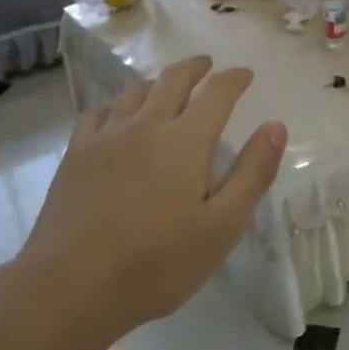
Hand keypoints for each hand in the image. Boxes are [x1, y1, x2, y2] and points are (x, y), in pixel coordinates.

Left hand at [16, 57, 286, 338]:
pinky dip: (116, 104)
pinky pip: (98, 113)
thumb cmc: (158, 263)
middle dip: (195, 68)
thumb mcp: (222, 226)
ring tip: (166, 86)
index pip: (217, 94)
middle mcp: (146, 125)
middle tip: (207, 65)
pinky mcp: (76, 153)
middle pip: (173, 80)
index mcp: (186, 141)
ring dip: (157, 81)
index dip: (234, 79)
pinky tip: (116, 115)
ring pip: (134, 92)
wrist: (73, 284)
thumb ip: (252, 173)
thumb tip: (275, 126)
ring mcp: (106, 136)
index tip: (245, 74)